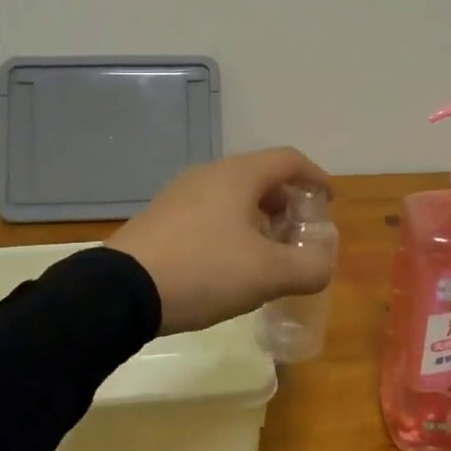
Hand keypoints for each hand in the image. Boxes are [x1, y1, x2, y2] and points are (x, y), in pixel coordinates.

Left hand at [109, 149, 336, 335]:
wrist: (122, 291)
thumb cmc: (205, 270)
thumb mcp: (268, 274)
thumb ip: (309, 267)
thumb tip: (323, 263)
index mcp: (238, 175)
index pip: (289, 160)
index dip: (316, 177)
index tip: (329, 202)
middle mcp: (210, 174)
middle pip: (262, 176)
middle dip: (288, 202)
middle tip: (300, 234)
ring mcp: (181, 194)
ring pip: (234, 195)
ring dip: (260, 217)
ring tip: (269, 252)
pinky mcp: (163, 217)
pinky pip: (210, 211)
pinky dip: (233, 227)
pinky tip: (231, 263)